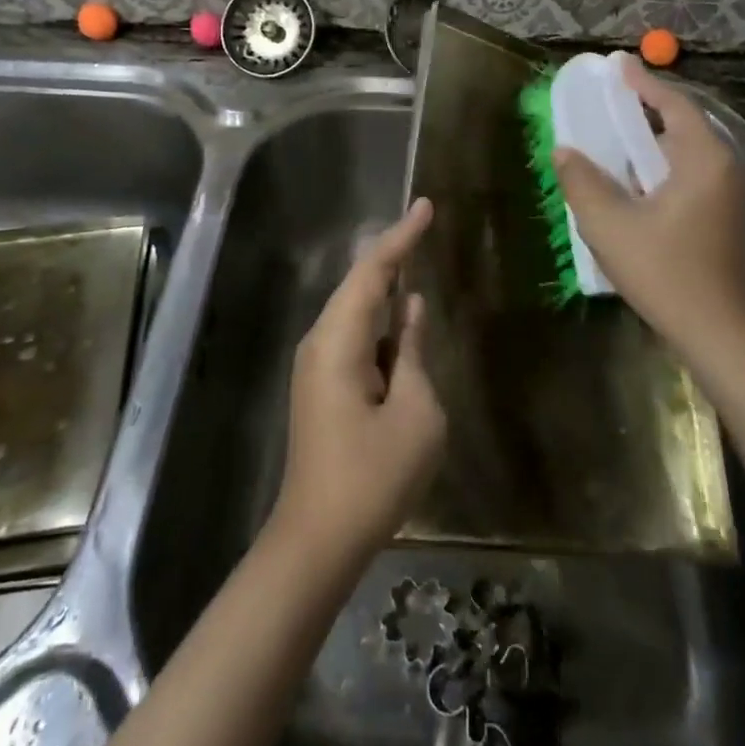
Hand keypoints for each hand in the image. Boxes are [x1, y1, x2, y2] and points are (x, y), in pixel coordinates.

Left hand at [272, 198, 445, 565]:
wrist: (318, 539)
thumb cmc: (374, 477)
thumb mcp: (416, 412)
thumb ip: (412, 352)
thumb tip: (409, 310)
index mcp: (339, 340)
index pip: (373, 271)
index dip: (402, 237)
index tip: (427, 206)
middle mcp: (321, 341)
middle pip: (359, 283)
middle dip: (393, 252)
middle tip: (425, 224)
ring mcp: (317, 365)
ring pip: (355, 308)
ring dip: (385, 284)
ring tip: (415, 255)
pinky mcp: (322, 386)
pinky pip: (354, 335)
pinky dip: (379, 317)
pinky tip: (400, 313)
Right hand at [554, 57, 744, 353]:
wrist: (723, 337)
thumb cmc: (666, 273)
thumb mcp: (610, 225)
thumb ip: (582, 181)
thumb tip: (565, 150)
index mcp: (704, 160)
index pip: (674, 104)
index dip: (643, 83)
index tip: (618, 64)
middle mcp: (725, 170)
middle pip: (682, 128)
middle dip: (644, 114)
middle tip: (608, 106)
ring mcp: (732, 198)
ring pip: (686, 157)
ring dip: (651, 147)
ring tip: (614, 146)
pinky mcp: (728, 223)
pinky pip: (691, 180)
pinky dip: (661, 172)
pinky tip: (636, 190)